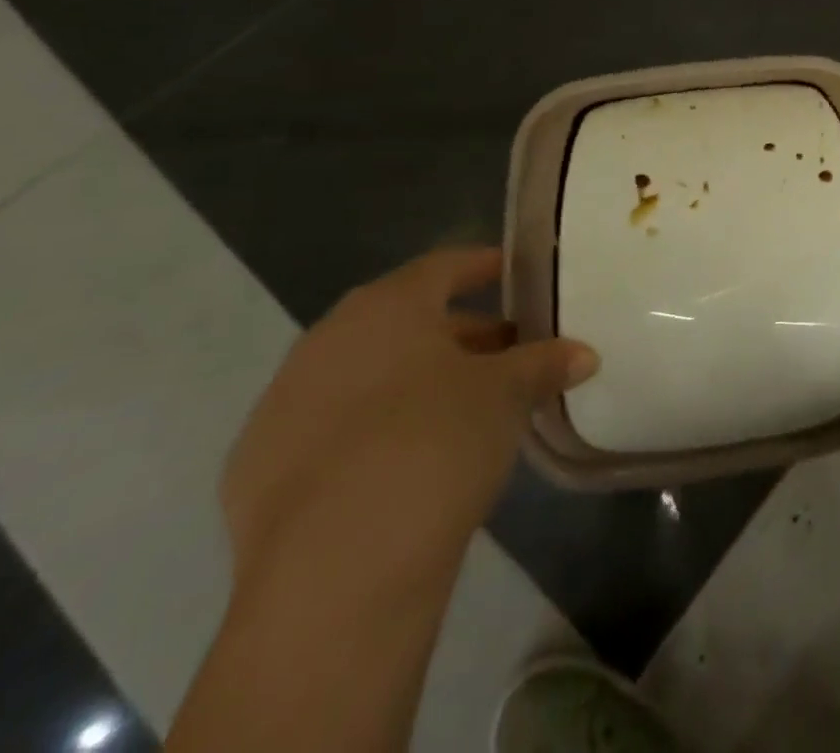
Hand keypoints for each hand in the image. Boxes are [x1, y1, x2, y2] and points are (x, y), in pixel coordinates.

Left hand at [220, 246, 598, 599]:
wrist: (332, 573)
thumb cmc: (433, 444)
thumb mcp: (505, 395)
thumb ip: (543, 364)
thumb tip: (583, 354)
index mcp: (384, 308)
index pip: (444, 266)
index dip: (483, 266)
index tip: (515, 274)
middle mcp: (326, 342)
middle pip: (406, 322)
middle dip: (460, 334)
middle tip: (508, 351)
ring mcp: (282, 407)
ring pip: (367, 376)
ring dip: (417, 383)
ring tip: (467, 408)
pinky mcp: (256, 473)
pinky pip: (334, 430)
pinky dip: (374, 431)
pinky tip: (408, 462)